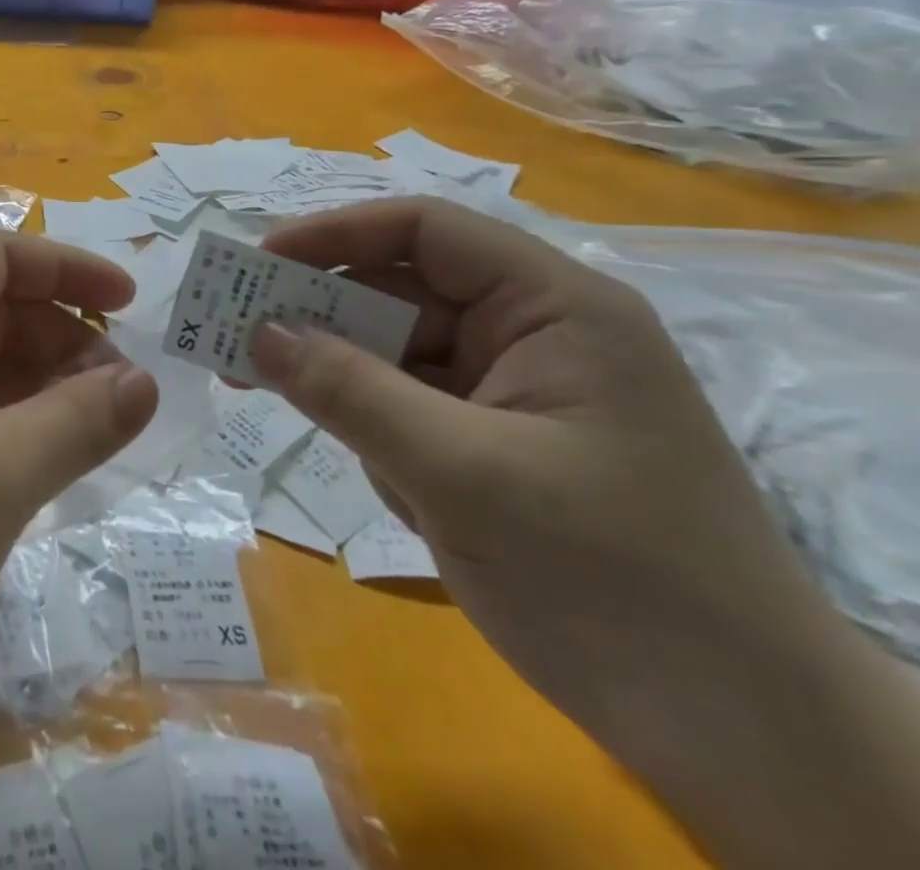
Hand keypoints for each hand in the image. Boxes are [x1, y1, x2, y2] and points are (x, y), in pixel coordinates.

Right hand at [243, 198, 919, 869]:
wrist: (737, 738)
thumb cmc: (611, 578)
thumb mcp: (459, 472)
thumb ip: (348, 390)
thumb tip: (254, 331)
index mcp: (553, 307)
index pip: (425, 230)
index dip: (333, 233)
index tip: (254, 263)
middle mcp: (530, 332)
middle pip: (396, 289)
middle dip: (314, 310)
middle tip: (230, 333)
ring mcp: (509, 390)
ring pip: (390, 351)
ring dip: (332, 372)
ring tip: (256, 388)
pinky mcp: (491, 441)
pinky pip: (402, 405)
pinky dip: (366, 423)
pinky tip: (368, 469)